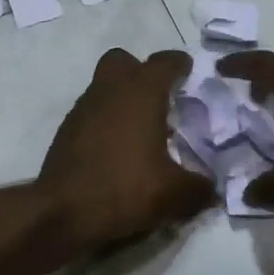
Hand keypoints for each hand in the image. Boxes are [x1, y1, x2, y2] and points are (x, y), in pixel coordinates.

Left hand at [40, 48, 213, 245]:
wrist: (62, 213)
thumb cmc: (125, 189)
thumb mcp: (175, 194)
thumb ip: (200, 187)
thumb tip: (211, 189)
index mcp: (141, 93)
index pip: (164, 62)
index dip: (180, 65)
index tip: (189, 73)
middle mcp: (109, 91)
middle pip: (123, 61)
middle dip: (141, 72)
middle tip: (159, 98)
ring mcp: (82, 110)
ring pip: (104, 87)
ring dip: (122, 99)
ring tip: (141, 130)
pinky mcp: (65, 132)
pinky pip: (91, 114)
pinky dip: (105, 122)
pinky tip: (117, 151)